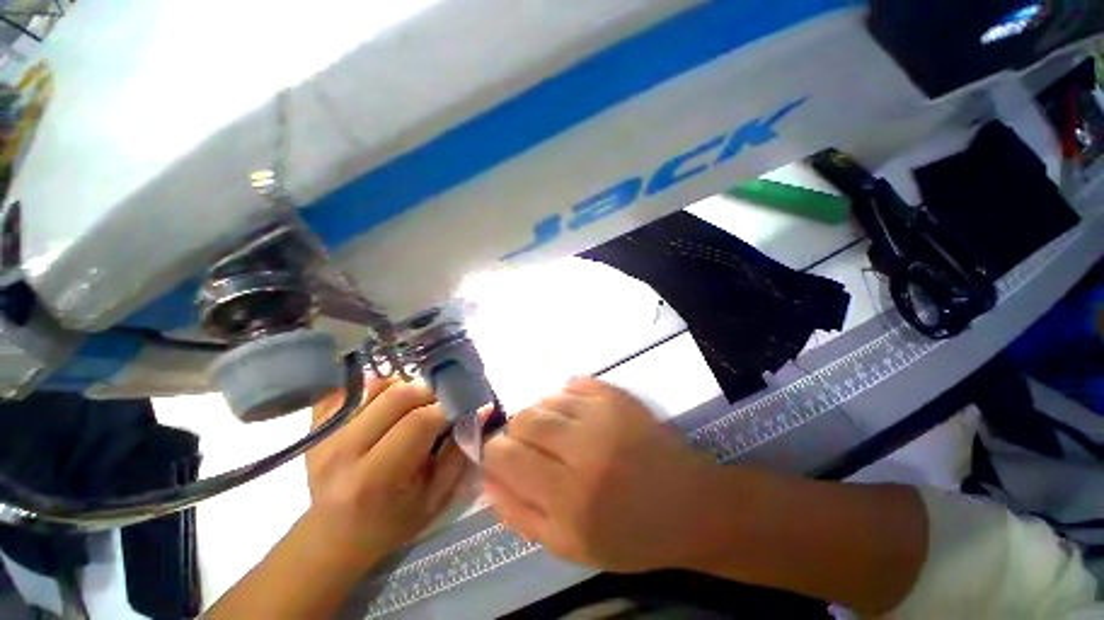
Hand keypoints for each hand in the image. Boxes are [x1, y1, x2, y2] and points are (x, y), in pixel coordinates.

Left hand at [304, 376, 468, 571]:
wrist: (334, 536)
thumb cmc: (391, 523)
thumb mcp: (435, 498)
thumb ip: (460, 452)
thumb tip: (482, 409)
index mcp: (375, 478)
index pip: (419, 422)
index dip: (448, 408)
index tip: (464, 406)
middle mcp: (344, 451)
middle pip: (397, 396)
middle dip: (430, 392)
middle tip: (442, 402)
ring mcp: (325, 435)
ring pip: (377, 385)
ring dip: (406, 387)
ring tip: (416, 404)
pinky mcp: (316, 425)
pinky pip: (352, 388)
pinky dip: (376, 387)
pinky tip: (386, 403)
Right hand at [482, 376, 720, 572]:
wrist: (689, 504)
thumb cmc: (630, 534)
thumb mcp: (569, 545)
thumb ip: (520, 513)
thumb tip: (487, 477)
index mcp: (568, 497)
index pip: (505, 454)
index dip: (494, 451)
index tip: (502, 455)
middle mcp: (583, 448)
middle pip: (524, 418)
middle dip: (517, 430)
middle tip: (533, 446)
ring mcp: (604, 414)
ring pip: (547, 398)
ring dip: (543, 414)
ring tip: (559, 433)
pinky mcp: (618, 396)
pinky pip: (574, 383)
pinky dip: (565, 397)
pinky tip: (576, 416)